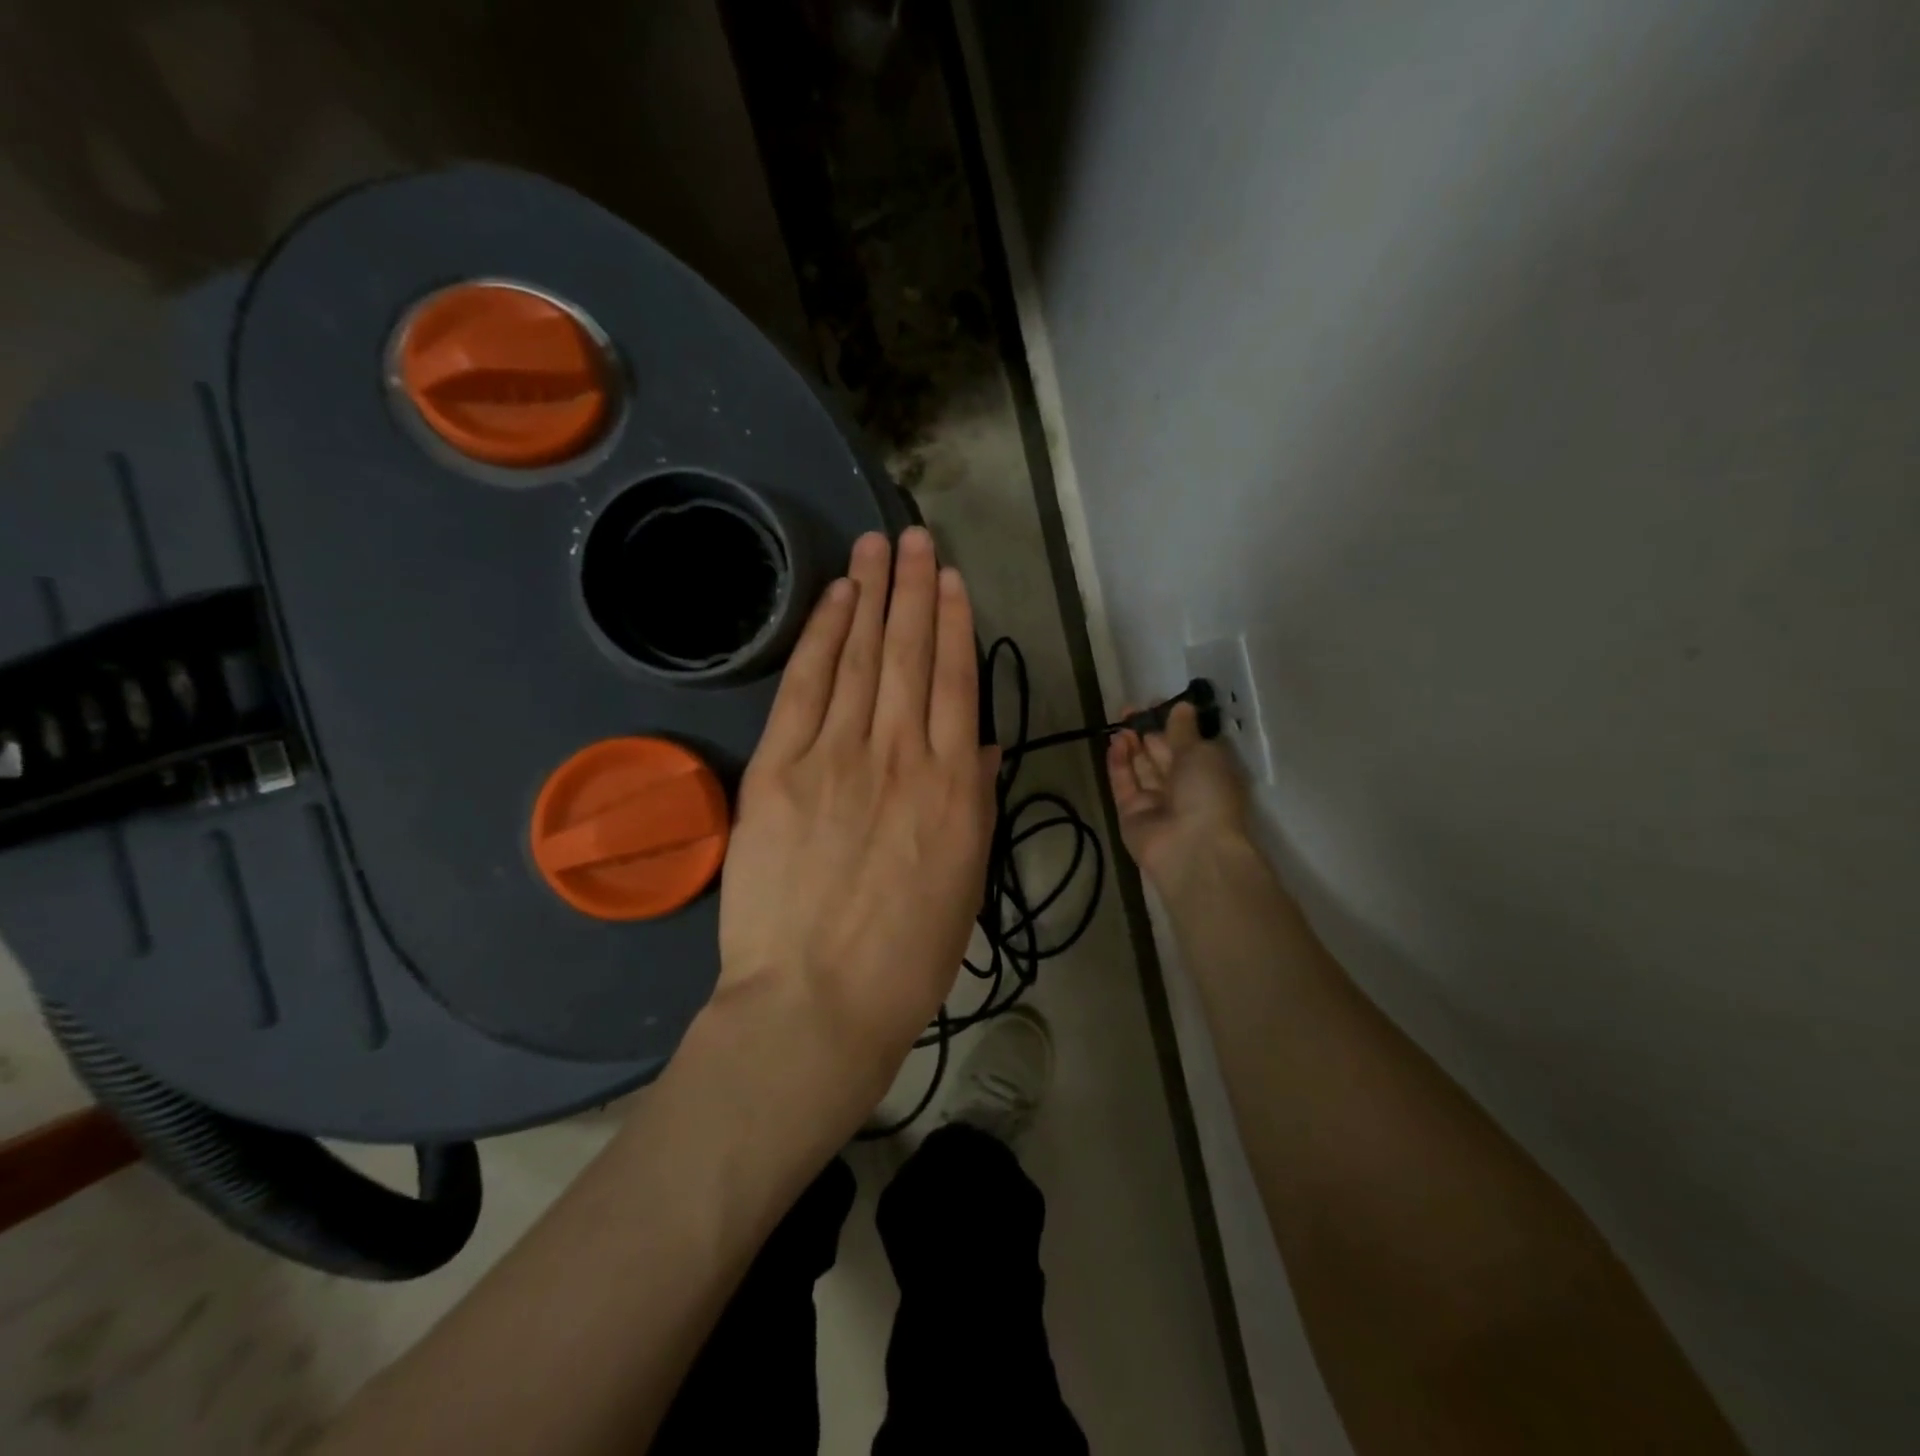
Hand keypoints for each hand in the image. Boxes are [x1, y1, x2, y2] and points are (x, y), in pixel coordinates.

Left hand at [715, 528, 997, 1115]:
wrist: (815, 1002)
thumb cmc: (904, 956)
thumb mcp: (965, 880)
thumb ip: (975, 801)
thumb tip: (981, 742)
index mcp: (954, 786)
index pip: (957, 682)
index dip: (955, 624)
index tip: (954, 580)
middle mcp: (900, 755)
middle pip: (910, 654)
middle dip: (915, 589)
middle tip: (917, 538)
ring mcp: (836, 756)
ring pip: (860, 657)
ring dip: (871, 595)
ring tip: (879, 546)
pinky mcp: (778, 768)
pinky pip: (805, 686)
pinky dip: (821, 636)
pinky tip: (835, 599)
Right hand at [1107, 702, 1250, 891]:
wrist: (1192, 849)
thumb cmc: (1208, 793)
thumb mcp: (1201, 753)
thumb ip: (1183, 730)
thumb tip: (1181, 706)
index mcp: (1208, 772)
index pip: (1187, 743)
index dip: (1171, 723)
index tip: (1155, 704)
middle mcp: (1183, 787)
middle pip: (1161, 755)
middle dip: (1146, 731)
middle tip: (1129, 710)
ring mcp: (1156, 803)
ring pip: (1141, 768)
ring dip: (1131, 745)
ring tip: (1121, 724)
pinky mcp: (1132, 814)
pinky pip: (1124, 784)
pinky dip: (1119, 763)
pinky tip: (1114, 742)